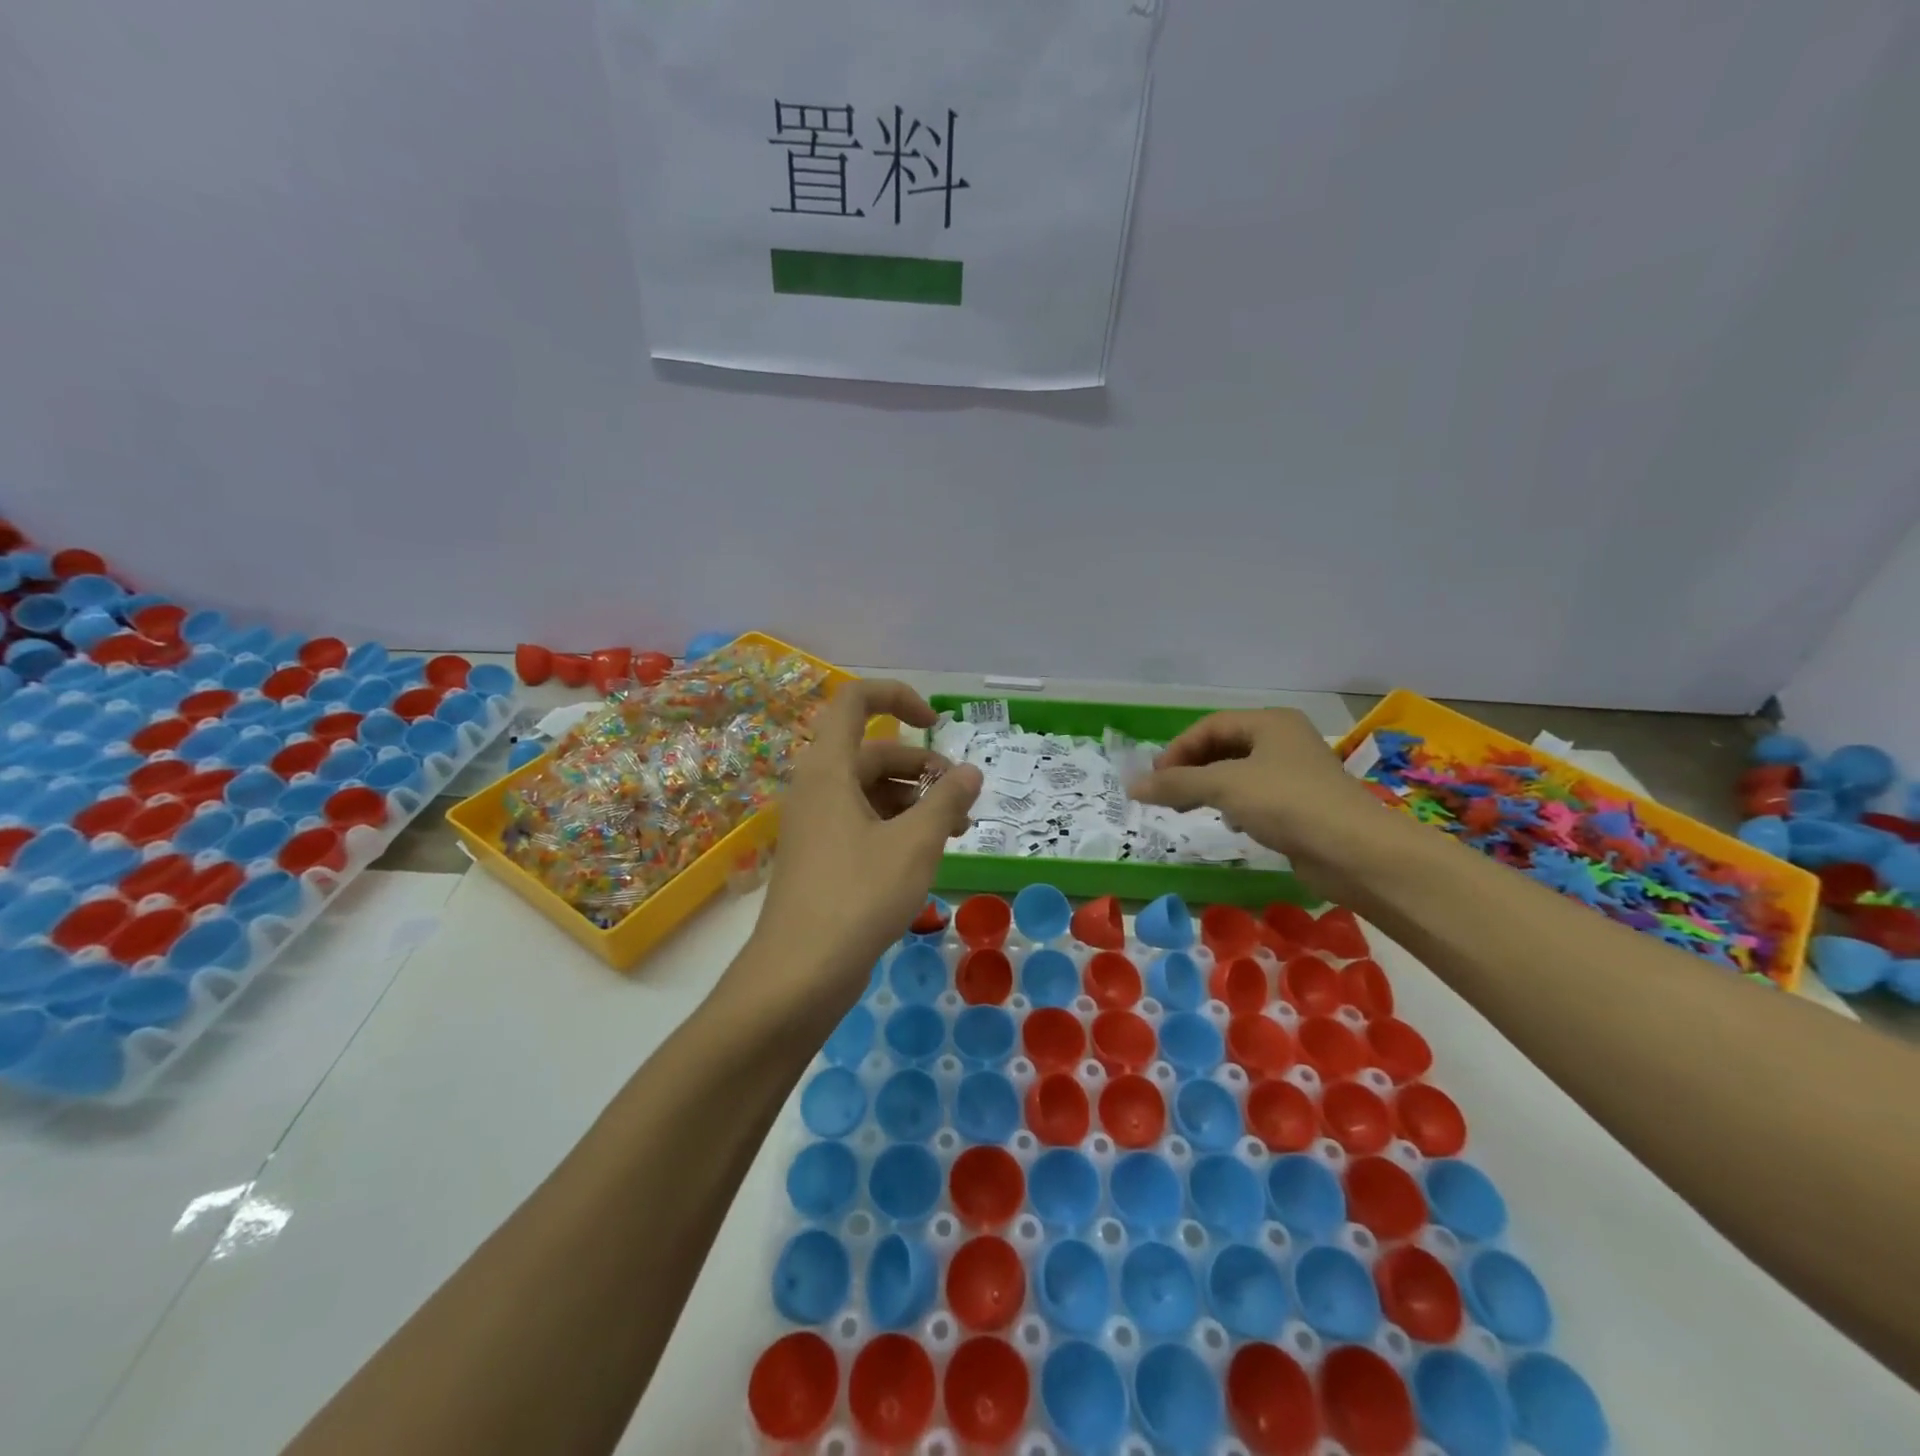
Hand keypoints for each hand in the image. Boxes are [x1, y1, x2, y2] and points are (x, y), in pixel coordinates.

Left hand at [738, 679, 981, 1016]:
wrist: (799, 975)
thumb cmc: (858, 896)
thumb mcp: (915, 844)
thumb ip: (946, 800)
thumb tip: (969, 772)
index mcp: (829, 769)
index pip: (855, 701)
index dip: (897, 696)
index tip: (936, 722)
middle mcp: (818, 788)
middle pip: (873, 752)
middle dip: (922, 768)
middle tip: (961, 800)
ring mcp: (816, 824)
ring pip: (871, 791)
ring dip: (915, 801)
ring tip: (956, 832)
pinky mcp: (821, 857)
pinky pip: (863, 822)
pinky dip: (897, 827)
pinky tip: (927, 855)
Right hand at [1127, 708, 1389, 895]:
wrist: (1356, 852)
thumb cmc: (1288, 803)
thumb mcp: (1224, 787)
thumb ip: (1176, 784)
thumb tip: (1131, 784)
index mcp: (1270, 723)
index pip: (1210, 726)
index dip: (1178, 749)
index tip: (1155, 778)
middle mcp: (1284, 741)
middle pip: (1224, 747)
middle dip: (1191, 769)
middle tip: (1166, 793)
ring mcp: (1296, 774)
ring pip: (1239, 773)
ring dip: (1210, 788)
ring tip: (1188, 809)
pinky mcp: (1302, 806)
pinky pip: (1257, 797)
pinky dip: (1234, 806)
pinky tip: (1229, 825)